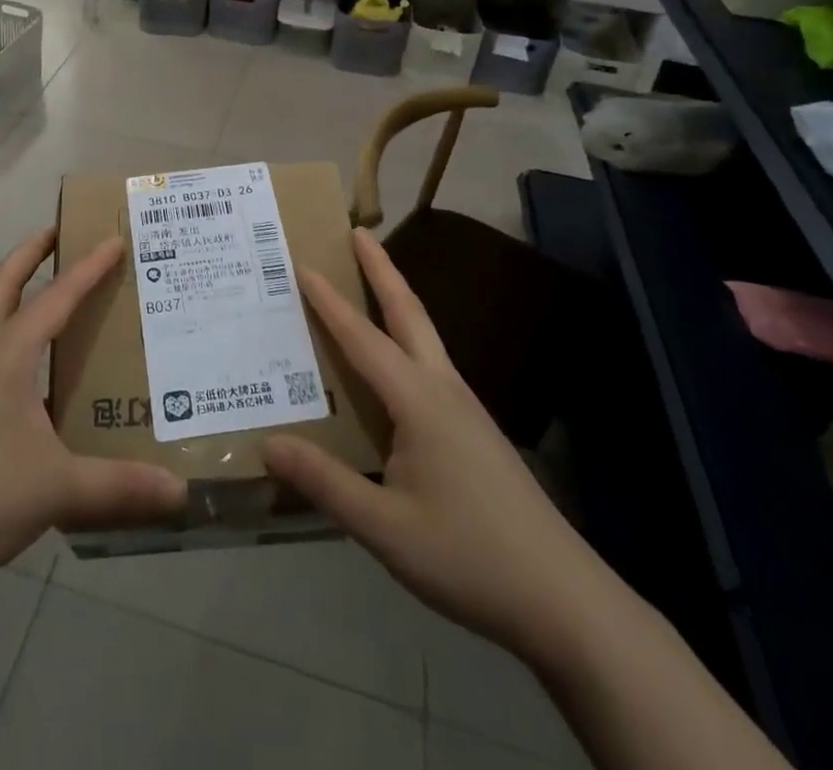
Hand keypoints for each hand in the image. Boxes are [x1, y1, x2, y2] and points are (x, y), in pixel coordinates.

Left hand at [0, 230, 187, 597]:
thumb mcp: (56, 489)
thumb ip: (118, 487)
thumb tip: (180, 492)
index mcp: (6, 356)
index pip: (56, 297)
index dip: (88, 267)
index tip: (113, 238)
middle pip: (3, 286)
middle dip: (30, 254)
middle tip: (58, 232)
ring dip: (19, 300)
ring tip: (56, 305)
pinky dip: (13, 347)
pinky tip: (34, 382)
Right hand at [264, 229, 611, 665]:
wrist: (564, 600)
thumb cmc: (469, 556)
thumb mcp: (386, 528)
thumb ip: (325, 483)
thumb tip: (268, 443)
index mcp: (419, 401)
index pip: (363, 338)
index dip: (330, 301)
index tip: (303, 263)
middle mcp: (443, 389)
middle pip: (409, 313)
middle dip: (382, 269)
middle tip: (357, 232)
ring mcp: (465, 408)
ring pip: (425, 336)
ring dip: (396, 300)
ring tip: (370, 282)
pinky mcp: (475, 430)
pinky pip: (430, 365)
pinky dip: (406, 339)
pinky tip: (394, 365)